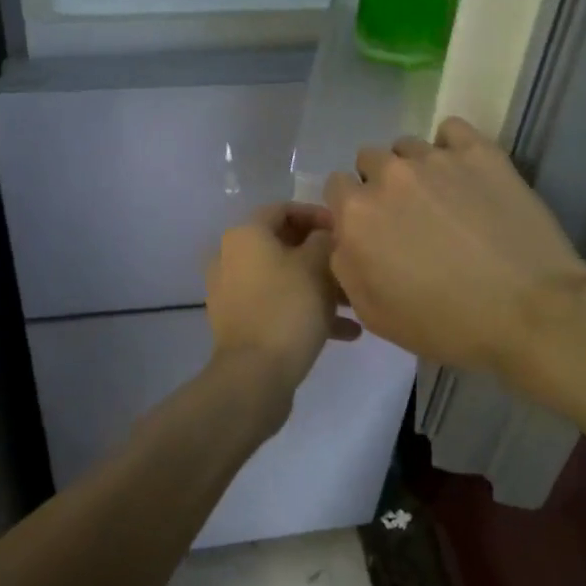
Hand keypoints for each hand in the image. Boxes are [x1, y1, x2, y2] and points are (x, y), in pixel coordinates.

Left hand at [205, 203, 360, 399]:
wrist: (255, 376)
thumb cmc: (288, 308)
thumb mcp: (316, 266)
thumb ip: (324, 240)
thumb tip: (324, 235)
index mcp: (245, 235)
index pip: (283, 209)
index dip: (317, 214)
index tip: (345, 229)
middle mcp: (231, 258)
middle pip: (283, 245)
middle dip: (322, 255)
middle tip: (351, 266)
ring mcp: (232, 293)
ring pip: (284, 278)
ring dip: (319, 286)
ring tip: (354, 303)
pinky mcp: (240, 323)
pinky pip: (278, 306)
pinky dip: (306, 311)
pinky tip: (346, 332)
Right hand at [325, 117, 585, 382]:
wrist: (530, 312)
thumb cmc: (446, 324)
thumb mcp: (374, 315)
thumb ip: (344, 267)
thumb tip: (344, 239)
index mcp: (357, 214)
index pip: (336, 187)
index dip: (351, 209)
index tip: (374, 230)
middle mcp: (388, 175)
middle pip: (369, 161)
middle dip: (380, 184)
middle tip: (409, 217)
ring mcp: (436, 158)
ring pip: (408, 146)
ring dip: (415, 167)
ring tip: (443, 198)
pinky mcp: (479, 151)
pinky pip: (450, 130)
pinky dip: (451, 147)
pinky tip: (465, 173)